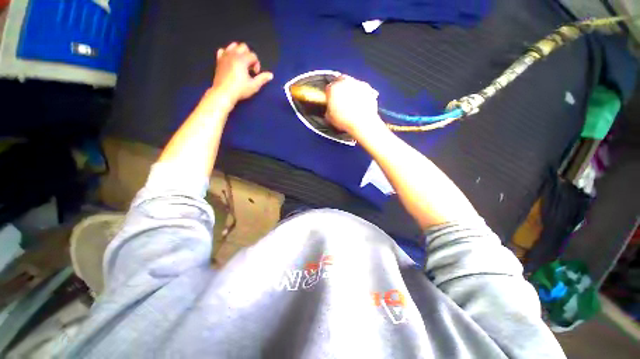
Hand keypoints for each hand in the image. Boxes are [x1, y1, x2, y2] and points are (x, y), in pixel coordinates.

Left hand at [212, 42, 273, 103]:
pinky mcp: (219, 60)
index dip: (257, 64)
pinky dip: (228, 54)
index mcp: (242, 59)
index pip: (253, 55)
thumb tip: (271, 75)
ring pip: (233, 46)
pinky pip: (223, 50)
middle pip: (243, 47)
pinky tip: (231, 62)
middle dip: (249, 56)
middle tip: (249, 68)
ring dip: (239, 52)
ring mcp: (225, 56)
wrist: (223, 93)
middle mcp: (233, 54)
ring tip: (241, 64)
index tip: (255, 74)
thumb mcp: (254, 86)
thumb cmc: (240, 90)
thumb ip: (262, 79)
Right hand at [325, 76, 385, 139]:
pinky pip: (361, 88)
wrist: (362, 123)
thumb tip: (329, 110)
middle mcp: (345, 82)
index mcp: (333, 88)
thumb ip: (328, 110)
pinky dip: (360, 93)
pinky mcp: (367, 87)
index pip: (328, 88)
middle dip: (339, 88)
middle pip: (340, 80)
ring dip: (350, 90)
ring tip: (351, 102)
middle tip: (340, 98)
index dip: (329, 94)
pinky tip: (360, 103)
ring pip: (351, 83)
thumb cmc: (345, 121)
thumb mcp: (329, 118)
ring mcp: (357, 83)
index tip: (330, 100)